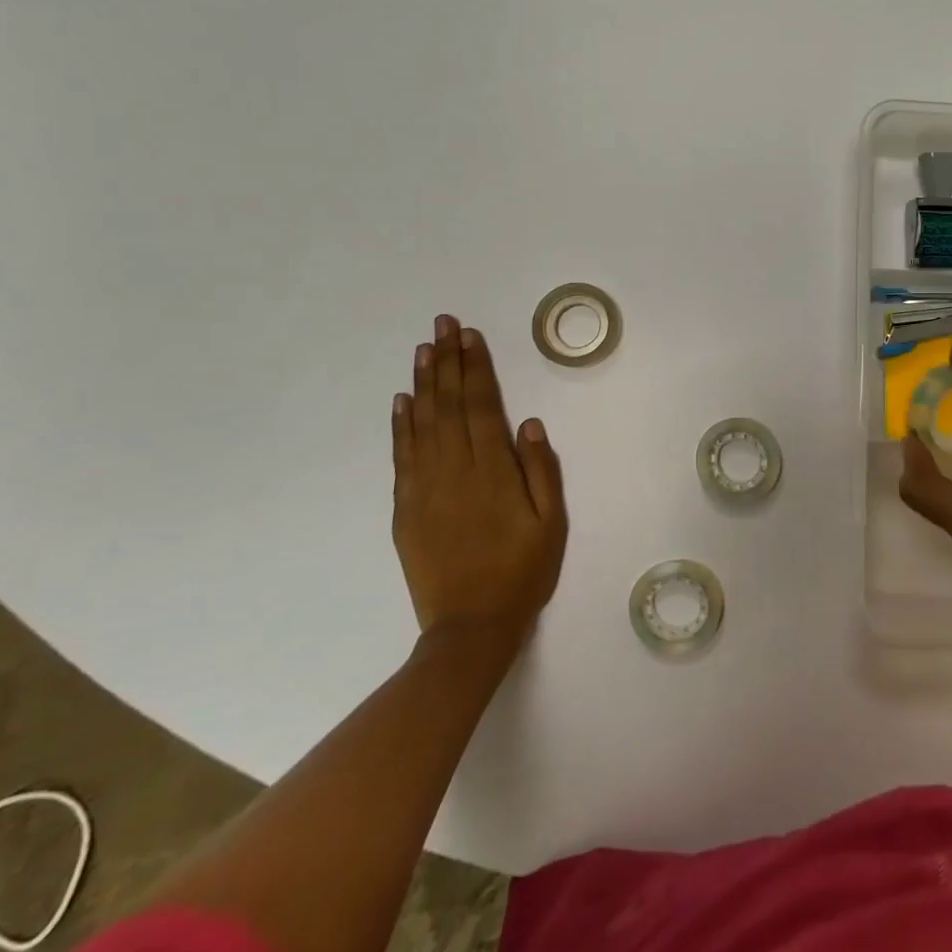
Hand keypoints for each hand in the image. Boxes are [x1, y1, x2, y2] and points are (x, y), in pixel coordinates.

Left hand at [391, 314, 566, 645]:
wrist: (470, 627)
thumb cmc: (522, 572)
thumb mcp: (551, 523)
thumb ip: (541, 471)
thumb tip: (528, 423)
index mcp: (493, 472)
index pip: (482, 406)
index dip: (477, 368)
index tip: (470, 336)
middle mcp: (455, 471)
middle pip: (450, 405)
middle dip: (448, 362)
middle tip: (443, 324)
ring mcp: (424, 489)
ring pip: (422, 424)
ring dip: (424, 383)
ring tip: (424, 349)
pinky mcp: (405, 509)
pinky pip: (401, 457)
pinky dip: (400, 425)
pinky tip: (402, 400)